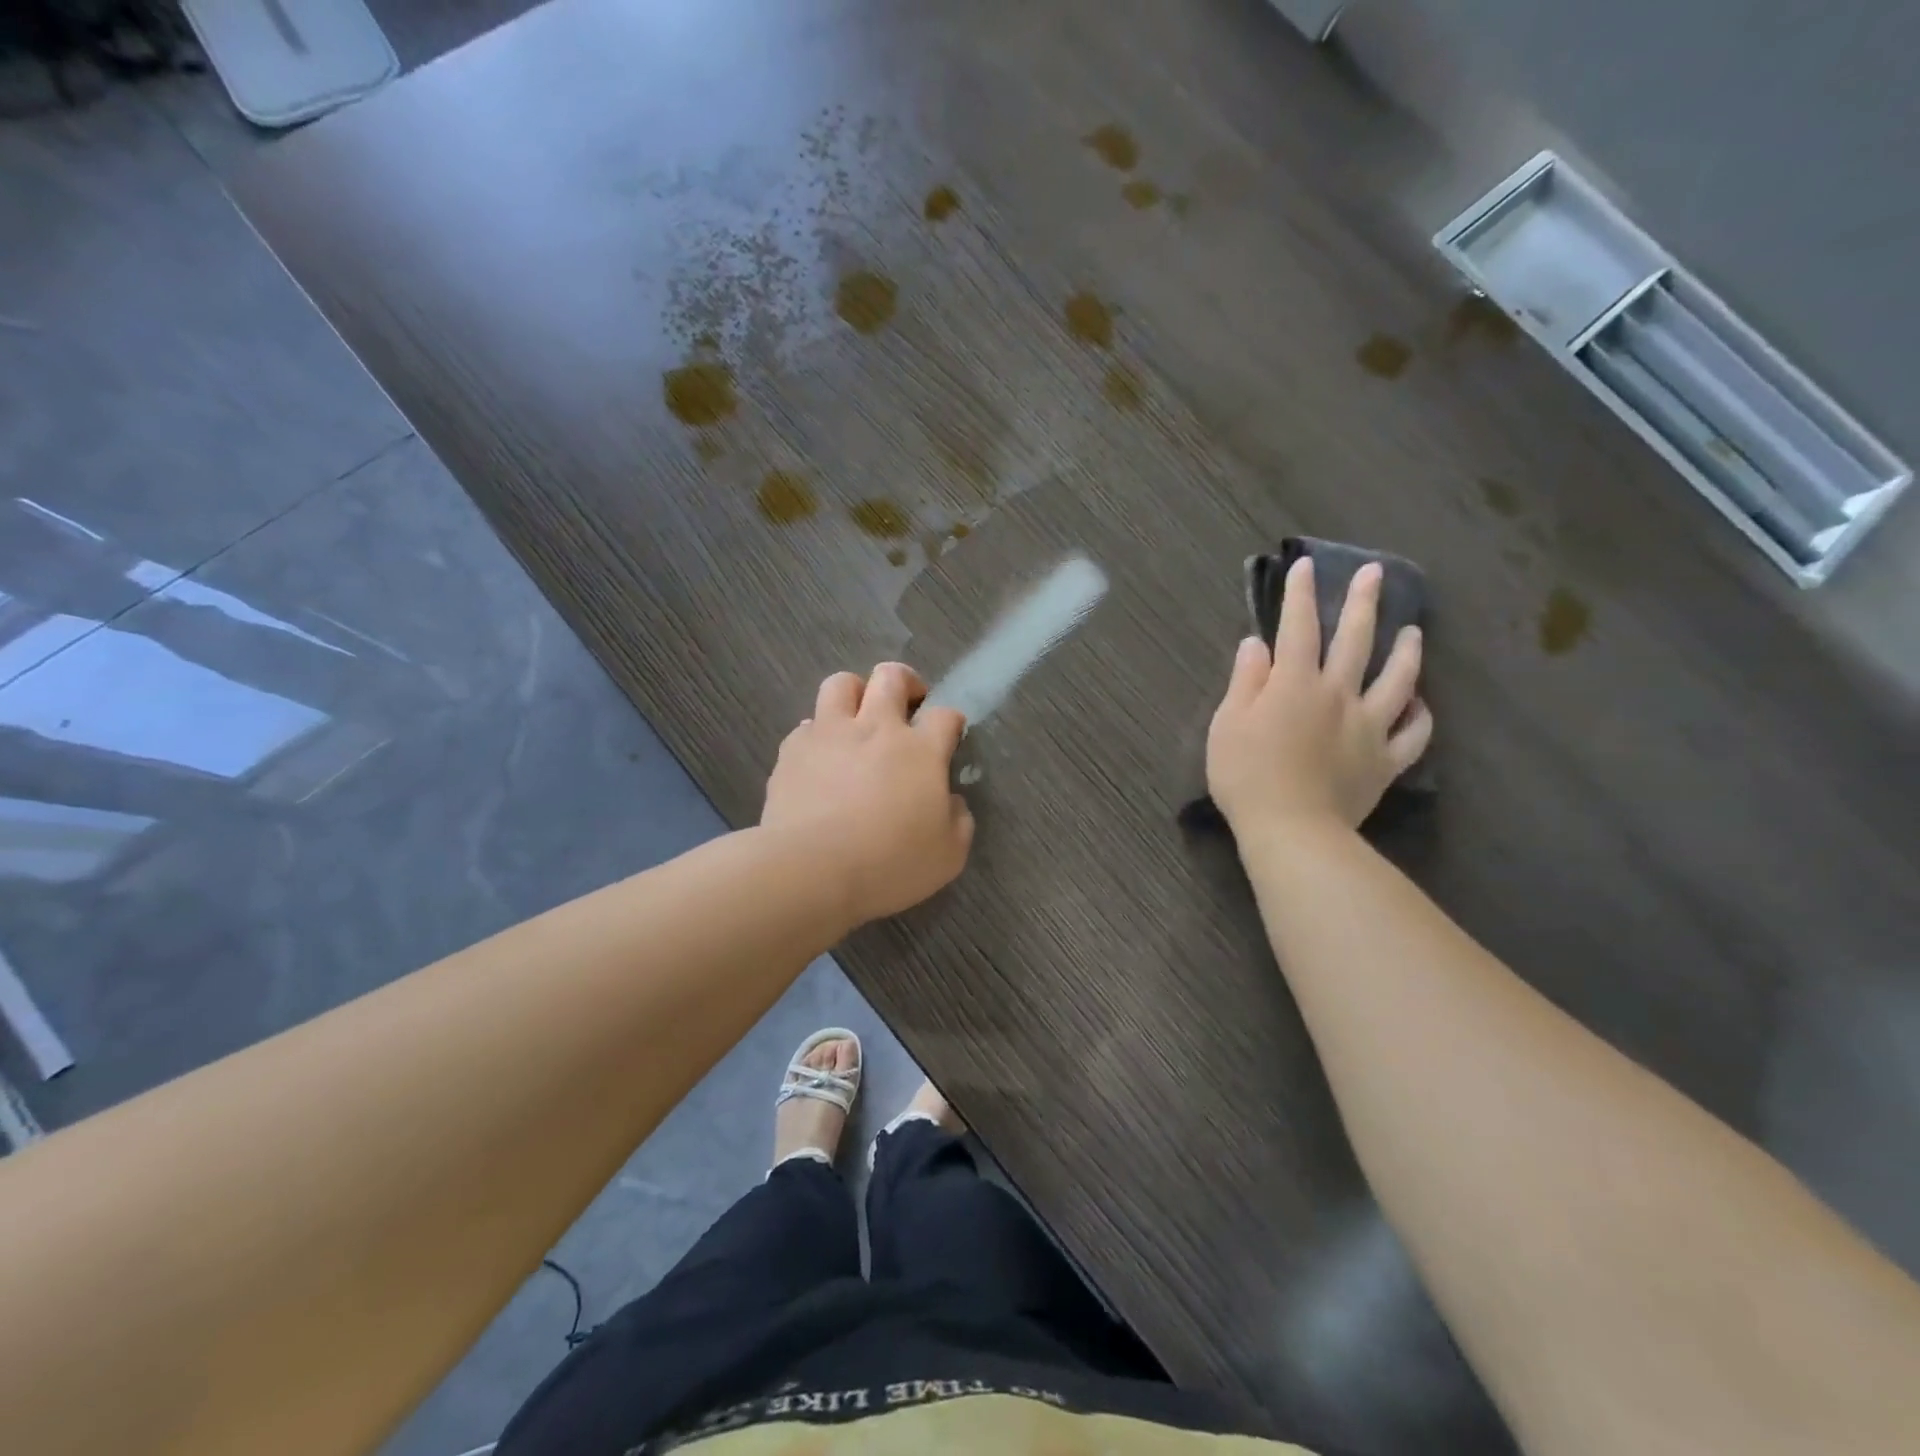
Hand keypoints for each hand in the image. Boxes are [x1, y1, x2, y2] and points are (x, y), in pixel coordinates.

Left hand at [763, 663, 974, 925]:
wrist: (811, 870)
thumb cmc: (889, 864)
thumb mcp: (948, 855)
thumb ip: (958, 820)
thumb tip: (950, 802)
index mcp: (921, 751)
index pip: (944, 715)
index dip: (951, 722)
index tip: (949, 737)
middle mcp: (876, 728)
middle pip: (892, 677)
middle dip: (905, 682)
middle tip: (907, 706)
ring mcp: (831, 733)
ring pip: (842, 683)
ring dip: (856, 694)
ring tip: (858, 718)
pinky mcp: (793, 749)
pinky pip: (807, 724)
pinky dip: (819, 734)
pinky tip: (821, 757)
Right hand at [1207, 559, 1432, 833]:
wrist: (1291, 829)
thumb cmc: (1246, 775)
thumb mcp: (1227, 724)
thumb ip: (1245, 681)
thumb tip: (1257, 645)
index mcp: (1294, 684)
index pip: (1298, 628)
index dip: (1300, 595)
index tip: (1305, 566)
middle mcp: (1337, 694)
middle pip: (1355, 640)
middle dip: (1363, 602)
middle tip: (1374, 574)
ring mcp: (1368, 727)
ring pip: (1397, 680)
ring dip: (1406, 652)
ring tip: (1413, 631)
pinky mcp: (1384, 761)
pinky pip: (1412, 734)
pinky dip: (1420, 716)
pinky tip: (1420, 703)